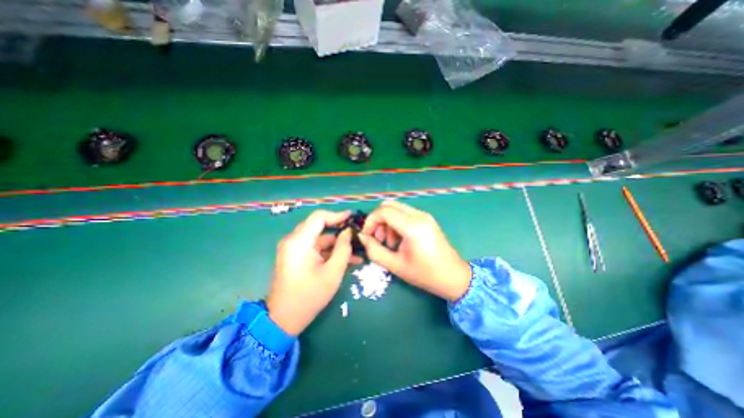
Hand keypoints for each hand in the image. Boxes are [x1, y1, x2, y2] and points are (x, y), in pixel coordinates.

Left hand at [267, 211, 362, 334]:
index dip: (337, 215)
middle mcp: (293, 241)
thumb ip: (343, 248)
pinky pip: (315, 248)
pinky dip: (329, 252)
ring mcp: (294, 249)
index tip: (352, 217)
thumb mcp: (333, 272)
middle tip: (356, 233)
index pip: (318, 217)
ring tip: (357, 250)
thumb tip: (348, 232)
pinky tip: (347, 259)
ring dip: (337, 244)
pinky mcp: (296, 256)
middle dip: (339, 229)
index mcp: (299, 242)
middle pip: (319, 227)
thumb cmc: (309, 296)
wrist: (283, 320)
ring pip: (319, 239)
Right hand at [361, 200, 468, 301]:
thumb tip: (362, 237)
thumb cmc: (425, 274)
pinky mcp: (427, 219)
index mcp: (412, 226)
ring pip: (397, 208)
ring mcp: (424, 215)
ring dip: (387, 222)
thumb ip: (374, 250)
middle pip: (389, 205)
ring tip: (389, 243)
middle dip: (378, 220)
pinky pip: (405, 214)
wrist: (453, 277)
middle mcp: (419, 215)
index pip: (384, 211)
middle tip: (377, 238)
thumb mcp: (395, 265)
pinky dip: (396, 223)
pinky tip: (399, 240)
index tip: (366, 236)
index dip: (370, 221)